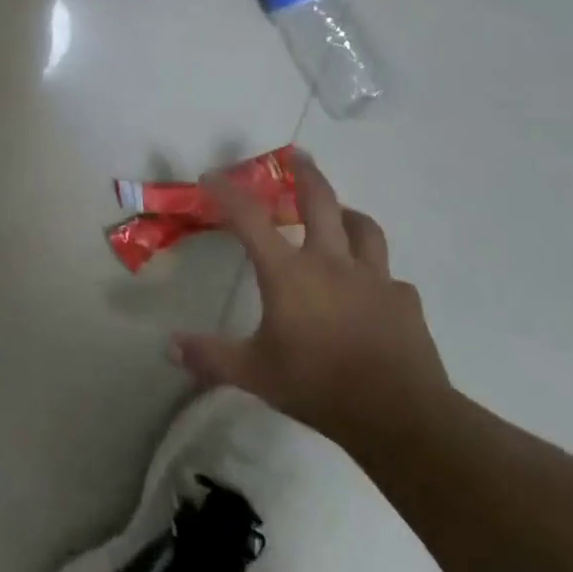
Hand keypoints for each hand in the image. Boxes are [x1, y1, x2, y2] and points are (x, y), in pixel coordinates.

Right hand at [171, 154, 452, 454]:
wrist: (400, 415)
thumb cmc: (318, 385)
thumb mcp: (254, 373)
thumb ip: (210, 356)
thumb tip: (168, 346)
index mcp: (289, 272)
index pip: (250, 218)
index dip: (227, 193)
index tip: (211, 177)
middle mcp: (331, 262)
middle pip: (319, 201)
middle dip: (305, 174)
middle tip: (297, 156)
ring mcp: (374, 279)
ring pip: (363, 228)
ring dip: (346, 214)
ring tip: (339, 213)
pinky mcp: (404, 301)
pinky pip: (389, 277)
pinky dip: (376, 274)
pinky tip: (371, 289)